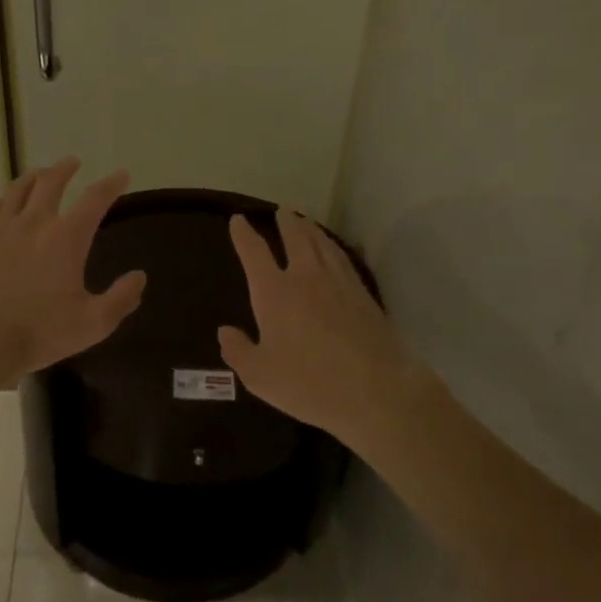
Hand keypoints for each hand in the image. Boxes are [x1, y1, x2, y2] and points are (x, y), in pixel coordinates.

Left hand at [0, 158, 146, 375]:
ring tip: (38, 174)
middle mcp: (33, 223)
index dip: (111, 184)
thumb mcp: (94, 322)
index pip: (94, 199)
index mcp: (66, 238)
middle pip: (50, 182)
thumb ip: (121, 298)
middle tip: (72, 162)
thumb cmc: (40, 331)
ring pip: (16, 190)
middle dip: (64, 169)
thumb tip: (140, 276)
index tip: (121, 175)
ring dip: (30, 177)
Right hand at [218, 210, 411, 442]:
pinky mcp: (363, 293)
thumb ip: (239, 352)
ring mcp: (338, 281)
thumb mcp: (260, 376)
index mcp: (274, 292)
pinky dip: (332, 245)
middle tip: (281, 211)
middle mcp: (305, 276)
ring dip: (310, 228)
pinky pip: (342, 257)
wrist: (375, 390)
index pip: (254, 253)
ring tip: (304, 221)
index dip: (244, 235)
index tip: (238, 219)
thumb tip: (225, 332)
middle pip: (294, 238)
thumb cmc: (309, 383)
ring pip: (321, 243)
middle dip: (285, 223)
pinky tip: (333, 249)